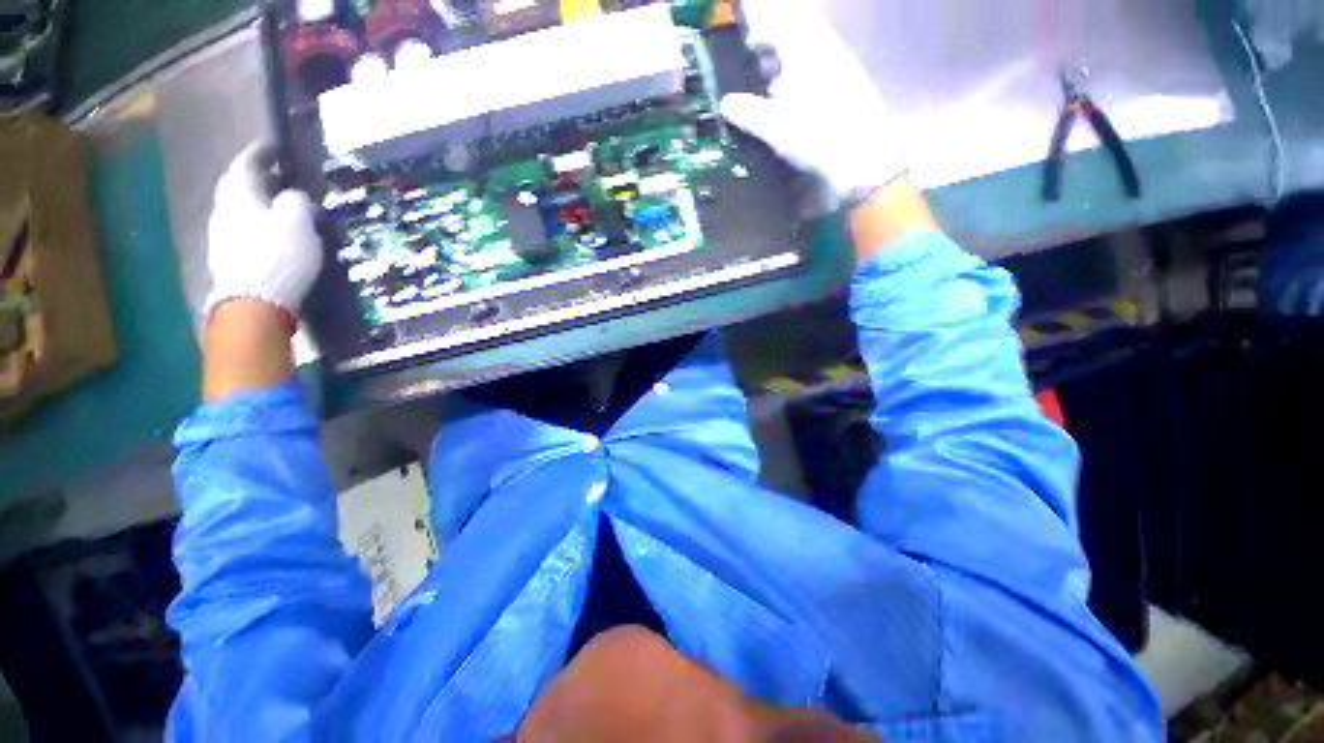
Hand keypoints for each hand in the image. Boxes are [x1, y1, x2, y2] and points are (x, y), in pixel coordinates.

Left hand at [205, 143, 321, 320]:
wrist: (254, 302)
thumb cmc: (277, 255)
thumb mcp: (297, 221)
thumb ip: (296, 201)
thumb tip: (293, 196)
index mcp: (239, 193)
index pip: (247, 162)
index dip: (262, 152)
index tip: (276, 146)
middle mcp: (224, 209)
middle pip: (240, 185)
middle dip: (259, 178)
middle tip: (280, 175)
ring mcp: (223, 235)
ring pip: (241, 207)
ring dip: (259, 202)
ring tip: (281, 205)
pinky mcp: (230, 257)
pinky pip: (245, 228)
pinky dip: (259, 222)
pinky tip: (273, 232)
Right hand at [719, 1, 906, 201]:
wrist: (861, 158)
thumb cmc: (814, 137)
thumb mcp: (773, 127)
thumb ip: (748, 113)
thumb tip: (725, 104)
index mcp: (806, 54)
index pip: (781, 29)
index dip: (762, 35)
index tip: (748, 48)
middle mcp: (828, 53)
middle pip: (801, 39)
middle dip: (779, 50)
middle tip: (762, 70)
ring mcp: (845, 70)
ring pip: (815, 57)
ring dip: (794, 68)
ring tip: (777, 93)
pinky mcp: (855, 89)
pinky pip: (827, 73)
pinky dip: (809, 82)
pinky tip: (801, 107)